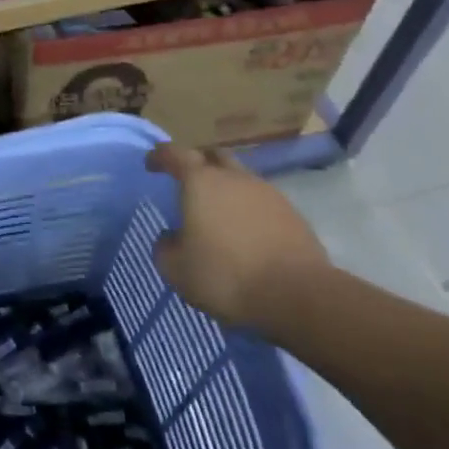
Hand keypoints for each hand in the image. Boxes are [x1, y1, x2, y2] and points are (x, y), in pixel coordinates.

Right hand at [144, 144, 328, 328]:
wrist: (297, 295)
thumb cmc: (225, 276)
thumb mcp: (176, 269)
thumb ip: (166, 247)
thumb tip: (171, 237)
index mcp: (200, 182)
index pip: (175, 154)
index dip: (160, 156)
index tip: (151, 163)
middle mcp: (234, 178)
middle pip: (213, 156)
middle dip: (197, 163)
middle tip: (186, 180)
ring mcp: (268, 193)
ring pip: (240, 178)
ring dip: (226, 187)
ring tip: (216, 211)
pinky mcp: (292, 214)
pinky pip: (261, 201)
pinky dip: (247, 208)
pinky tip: (244, 231)